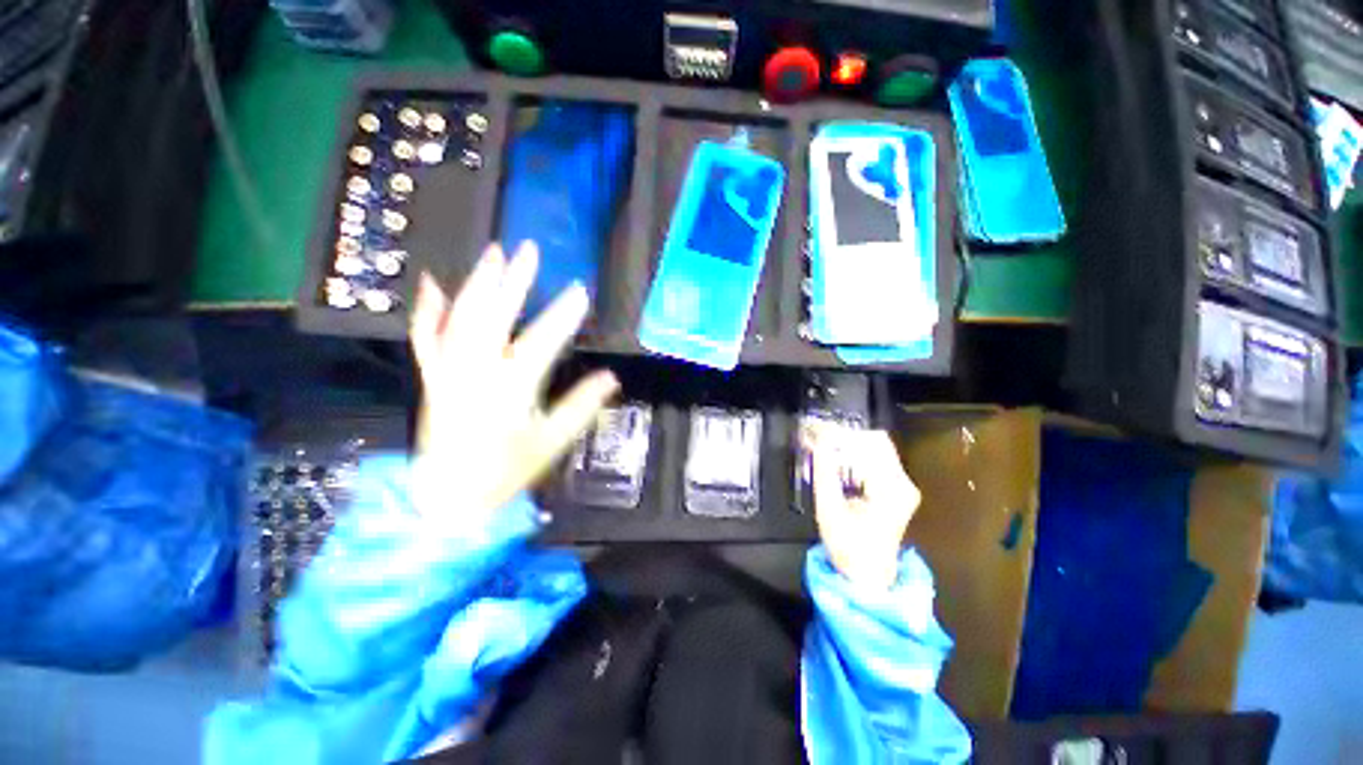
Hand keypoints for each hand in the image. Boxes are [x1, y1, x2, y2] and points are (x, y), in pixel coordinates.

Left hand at [409, 241, 619, 517]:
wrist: (448, 499)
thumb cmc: (506, 473)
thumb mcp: (552, 443)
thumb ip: (581, 407)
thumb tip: (611, 377)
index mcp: (509, 392)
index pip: (540, 344)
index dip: (563, 317)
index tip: (581, 292)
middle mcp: (474, 374)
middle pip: (493, 319)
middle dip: (514, 284)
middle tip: (529, 252)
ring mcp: (448, 373)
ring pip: (459, 320)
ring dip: (477, 284)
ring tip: (494, 254)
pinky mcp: (433, 378)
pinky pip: (425, 339)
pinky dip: (429, 310)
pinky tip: (434, 283)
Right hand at [805, 422, 920, 589]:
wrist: (868, 576)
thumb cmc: (849, 548)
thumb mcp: (829, 508)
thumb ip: (824, 471)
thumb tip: (818, 441)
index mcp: (890, 488)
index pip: (869, 443)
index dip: (841, 434)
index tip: (818, 432)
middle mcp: (903, 483)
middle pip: (875, 442)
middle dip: (844, 438)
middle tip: (818, 440)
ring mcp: (903, 485)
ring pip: (875, 448)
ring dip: (848, 446)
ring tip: (824, 450)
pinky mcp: (898, 488)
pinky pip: (876, 459)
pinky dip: (854, 456)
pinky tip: (837, 463)